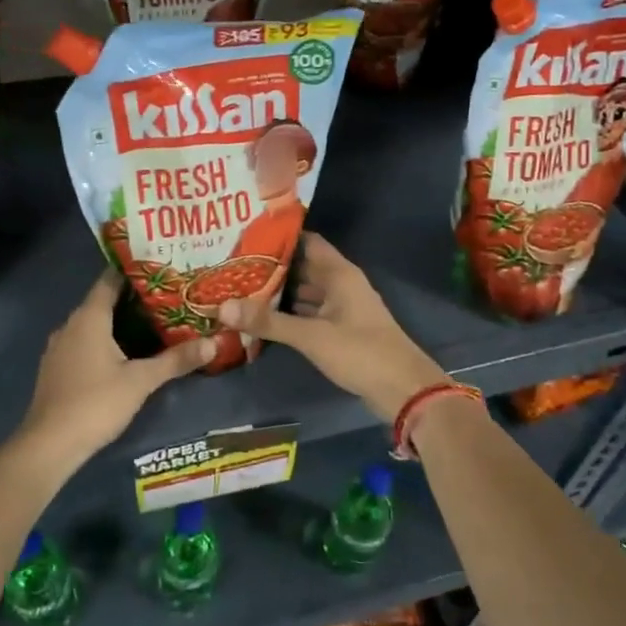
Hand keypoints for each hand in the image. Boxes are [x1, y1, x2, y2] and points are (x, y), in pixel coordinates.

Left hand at [17, 271, 215, 465]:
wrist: (49, 445)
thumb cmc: (96, 403)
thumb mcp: (141, 381)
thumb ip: (176, 360)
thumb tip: (213, 343)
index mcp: (88, 317)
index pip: (110, 280)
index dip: (134, 272)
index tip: (160, 268)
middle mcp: (70, 325)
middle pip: (102, 301)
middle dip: (132, 298)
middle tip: (166, 297)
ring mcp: (59, 347)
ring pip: (92, 324)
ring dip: (117, 322)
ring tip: (151, 323)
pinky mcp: (56, 368)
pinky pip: (83, 343)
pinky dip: (103, 341)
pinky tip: (124, 353)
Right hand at [219, 233, 447, 421]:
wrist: (403, 389)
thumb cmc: (360, 352)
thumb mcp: (311, 336)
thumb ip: (268, 322)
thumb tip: (222, 306)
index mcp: (339, 274)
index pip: (306, 241)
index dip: (279, 236)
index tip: (245, 235)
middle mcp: (341, 284)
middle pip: (303, 266)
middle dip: (272, 266)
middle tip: (233, 264)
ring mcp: (342, 308)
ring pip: (306, 291)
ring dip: (279, 291)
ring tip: (241, 288)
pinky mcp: (341, 329)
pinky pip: (310, 312)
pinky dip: (290, 312)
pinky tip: (264, 317)